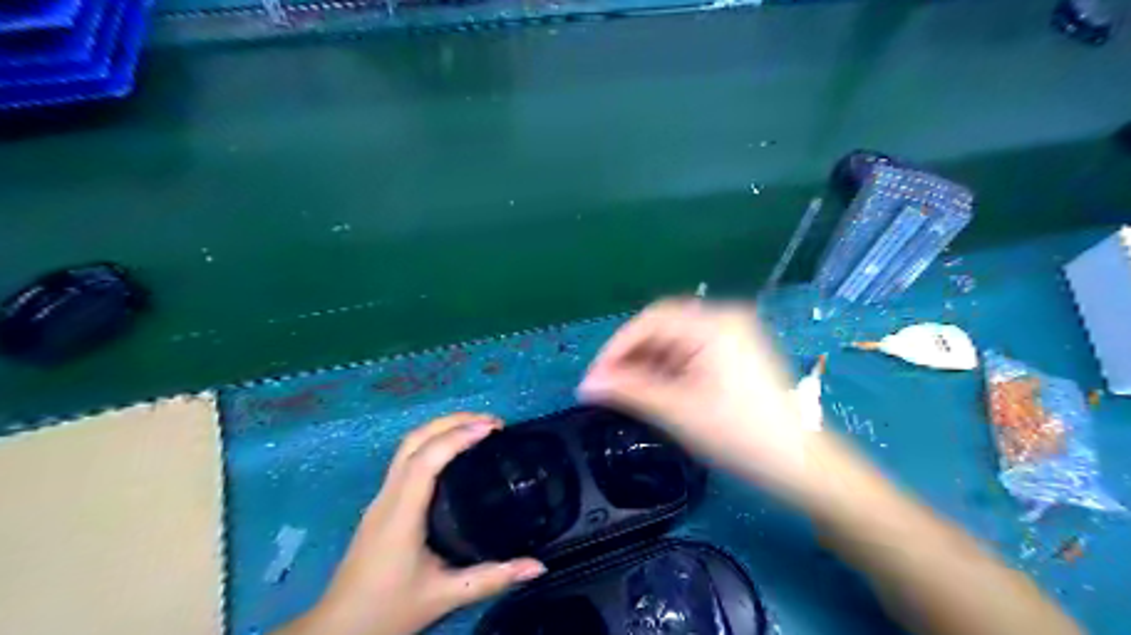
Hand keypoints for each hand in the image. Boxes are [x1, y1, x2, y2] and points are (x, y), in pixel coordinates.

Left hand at [285, 415, 545, 631]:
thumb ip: (493, 578)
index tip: (492, 428)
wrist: (338, 629)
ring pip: (408, 446)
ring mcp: (381, 498)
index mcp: (401, 514)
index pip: (426, 460)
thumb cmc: (388, 610)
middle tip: (492, 422)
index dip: (458, 436)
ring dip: (442, 428)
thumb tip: (538, 566)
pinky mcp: (382, 503)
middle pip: (414, 440)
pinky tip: (454, 451)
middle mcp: (388, 497)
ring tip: (478, 428)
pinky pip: (407, 458)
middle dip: (452, 421)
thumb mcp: (445, 596)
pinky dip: (433, 442)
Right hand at [579, 300, 817, 503]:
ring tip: (628, 392)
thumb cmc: (740, 436)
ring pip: (676, 339)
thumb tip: (586, 385)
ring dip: (649, 362)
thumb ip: (629, 391)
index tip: (594, 378)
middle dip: (631, 355)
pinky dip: (670, 367)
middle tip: (608, 386)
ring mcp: (735, 334)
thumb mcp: (678, 411)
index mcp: (713, 324)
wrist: (802, 465)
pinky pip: (693, 350)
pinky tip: (657, 389)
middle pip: (663, 326)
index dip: (616, 348)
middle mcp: (725, 318)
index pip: (650, 320)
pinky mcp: (739, 352)